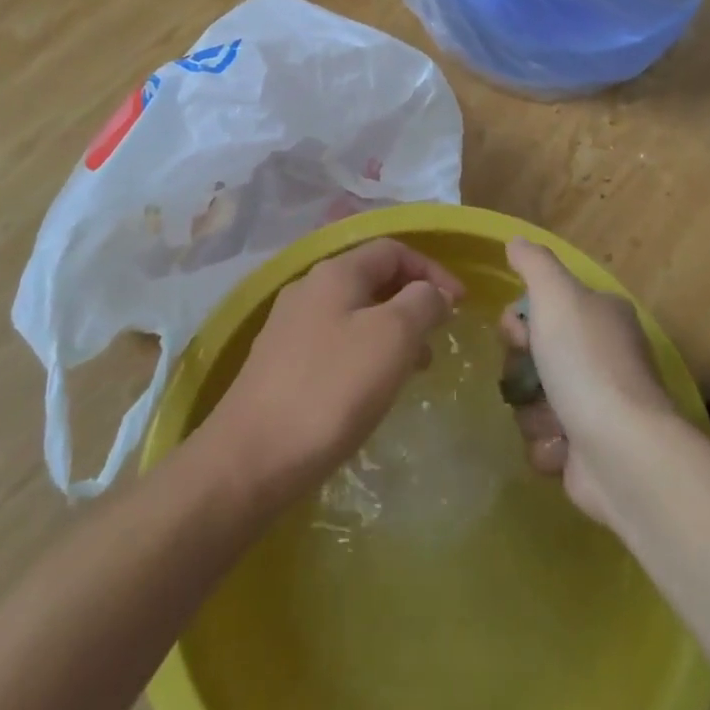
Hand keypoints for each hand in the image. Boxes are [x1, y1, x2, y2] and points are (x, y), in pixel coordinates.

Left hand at [202, 238, 463, 503]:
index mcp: (335, 272)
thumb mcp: (392, 337)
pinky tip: (372, 389)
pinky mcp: (278, 364)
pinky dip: (365, 353)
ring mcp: (288, 326)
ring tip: (415, 369)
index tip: (460, 305)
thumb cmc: (330, 390)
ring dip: (391, 330)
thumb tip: (432, 292)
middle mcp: (308, 288)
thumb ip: (421, 303)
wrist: (249, 459)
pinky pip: (335, 342)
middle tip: (439, 337)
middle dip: (412, 301)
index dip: (431, 270)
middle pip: (372, 278)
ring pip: (354, 313)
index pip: (393, 250)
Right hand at [500, 238, 677, 523]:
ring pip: (534, 400)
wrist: (623, 452)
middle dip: (522, 370)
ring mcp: (597, 406)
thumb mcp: (557, 295)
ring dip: (534, 412)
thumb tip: (516, 241)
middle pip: (533, 355)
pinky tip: (563, 448)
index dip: (520, 321)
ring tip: (554, 421)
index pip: (544, 307)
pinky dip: (547, 446)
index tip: (518, 334)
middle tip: (533, 379)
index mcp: (602, 316)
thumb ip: (534, 263)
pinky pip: (545, 442)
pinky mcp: (588, 452)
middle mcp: (602, 357)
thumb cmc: (587, 363)